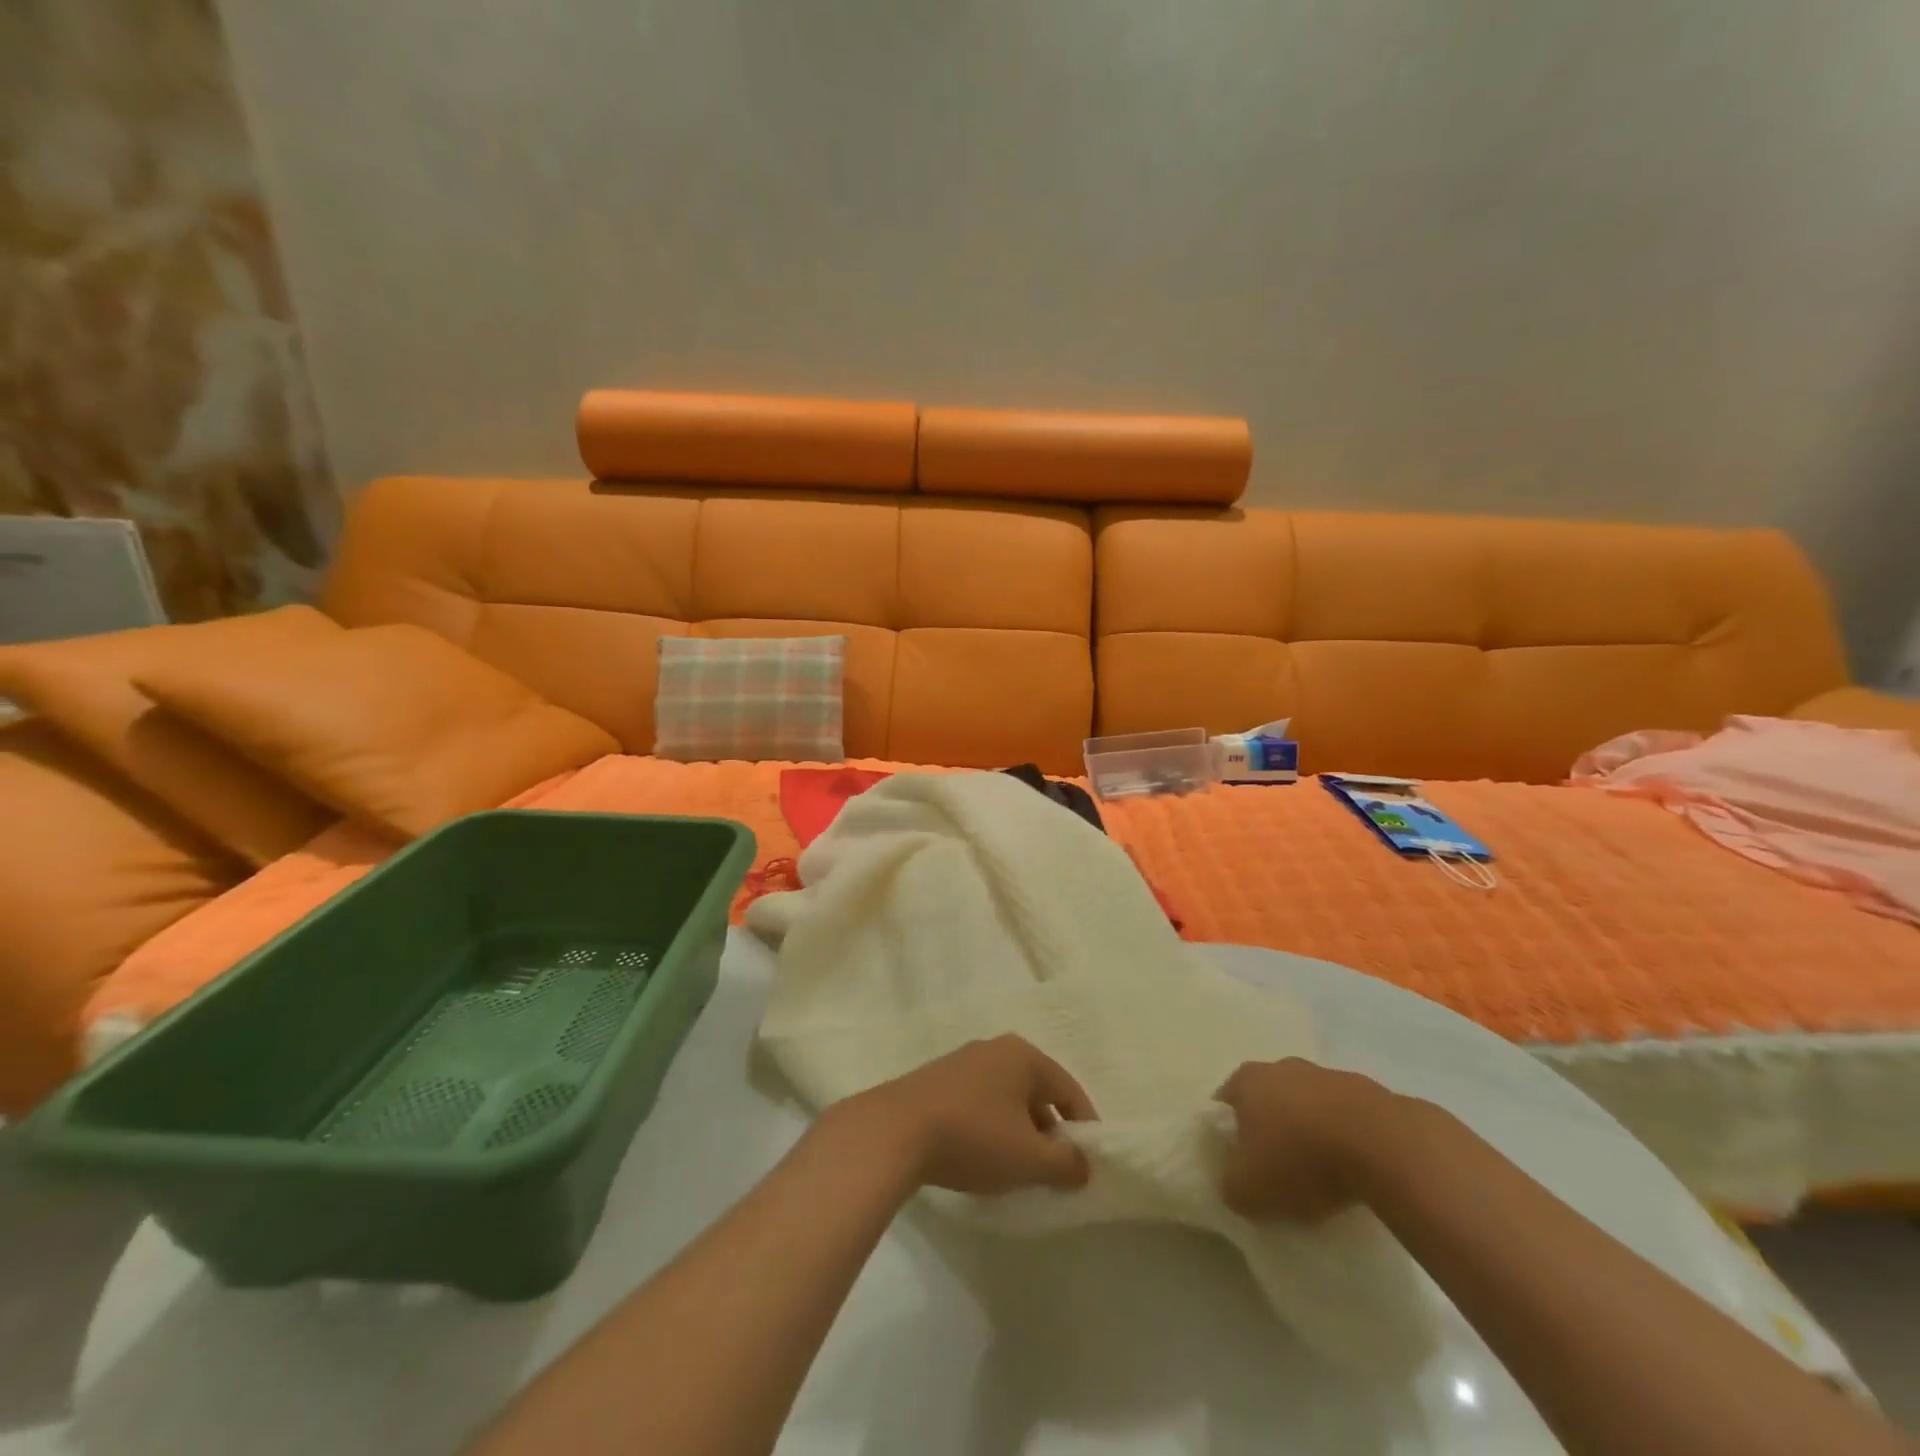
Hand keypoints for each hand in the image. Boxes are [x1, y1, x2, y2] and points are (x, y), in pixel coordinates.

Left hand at [835, 1035, 1097, 1194]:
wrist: (894, 1131)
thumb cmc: (973, 1137)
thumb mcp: (1028, 1159)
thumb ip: (1065, 1164)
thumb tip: (1084, 1165)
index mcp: (1024, 1056)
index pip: (1069, 1090)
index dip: (1084, 1128)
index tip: (1088, 1165)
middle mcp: (995, 1048)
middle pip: (1037, 1091)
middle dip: (1049, 1131)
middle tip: (1052, 1170)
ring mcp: (963, 1061)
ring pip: (1006, 1098)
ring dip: (1018, 1131)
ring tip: (1017, 1169)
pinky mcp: (937, 1079)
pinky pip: (979, 1102)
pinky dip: (990, 1127)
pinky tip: (981, 1156)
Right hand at [1213, 1058, 1398, 1223]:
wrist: (1383, 1146)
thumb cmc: (1301, 1161)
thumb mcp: (1250, 1191)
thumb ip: (1231, 1187)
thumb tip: (1234, 1185)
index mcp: (1247, 1081)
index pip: (1226, 1102)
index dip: (1230, 1132)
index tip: (1241, 1163)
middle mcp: (1282, 1067)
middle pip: (1269, 1098)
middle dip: (1272, 1127)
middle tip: (1279, 1167)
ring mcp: (1327, 1075)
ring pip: (1310, 1104)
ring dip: (1312, 1131)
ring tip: (1323, 1174)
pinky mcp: (1369, 1091)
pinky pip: (1347, 1117)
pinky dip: (1346, 1137)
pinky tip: (1356, 1168)